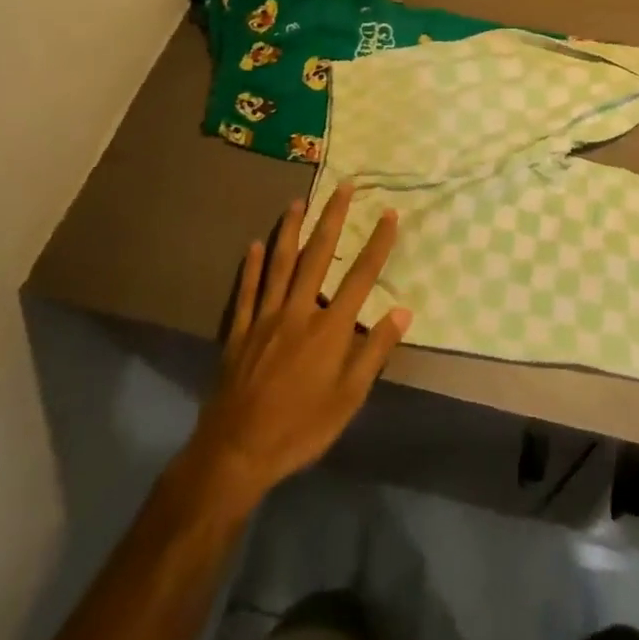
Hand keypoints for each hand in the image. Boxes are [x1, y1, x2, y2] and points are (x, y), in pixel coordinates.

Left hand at [178, 185, 411, 511]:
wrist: (236, 453)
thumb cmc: (301, 427)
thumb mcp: (349, 398)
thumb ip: (375, 351)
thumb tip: (403, 311)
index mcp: (330, 328)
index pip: (361, 276)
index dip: (377, 243)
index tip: (389, 214)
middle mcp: (299, 311)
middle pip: (318, 255)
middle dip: (332, 218)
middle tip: (342, 186)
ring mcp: (265, 318)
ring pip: (280, 264)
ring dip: (290, 230)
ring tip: (298, 202)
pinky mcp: (239, 332)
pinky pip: (246, 291)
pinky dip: (251, 267)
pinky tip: (254, 245)